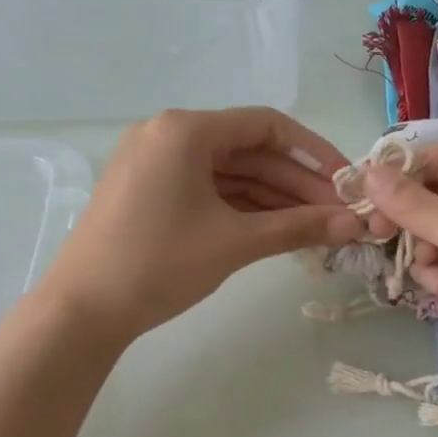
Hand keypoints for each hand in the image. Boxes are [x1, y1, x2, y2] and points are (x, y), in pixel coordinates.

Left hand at [35, 107, 361, 345]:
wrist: (82, 311)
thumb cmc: (160, 264)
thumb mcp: (235, 242)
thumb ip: (299, 226)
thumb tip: (355, 224)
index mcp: (185, 129)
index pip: (267, 126)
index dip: (314, 152)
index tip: (346, 182)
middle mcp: (167, 134)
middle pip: (248, 151)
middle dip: (296, 183)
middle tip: (337, 214)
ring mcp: (154, 163)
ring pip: (228, 173)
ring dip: (272, 198)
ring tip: (315, 226)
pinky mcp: (147, 191)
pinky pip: (206, 189)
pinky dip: (241, 206)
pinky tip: (275, 228)